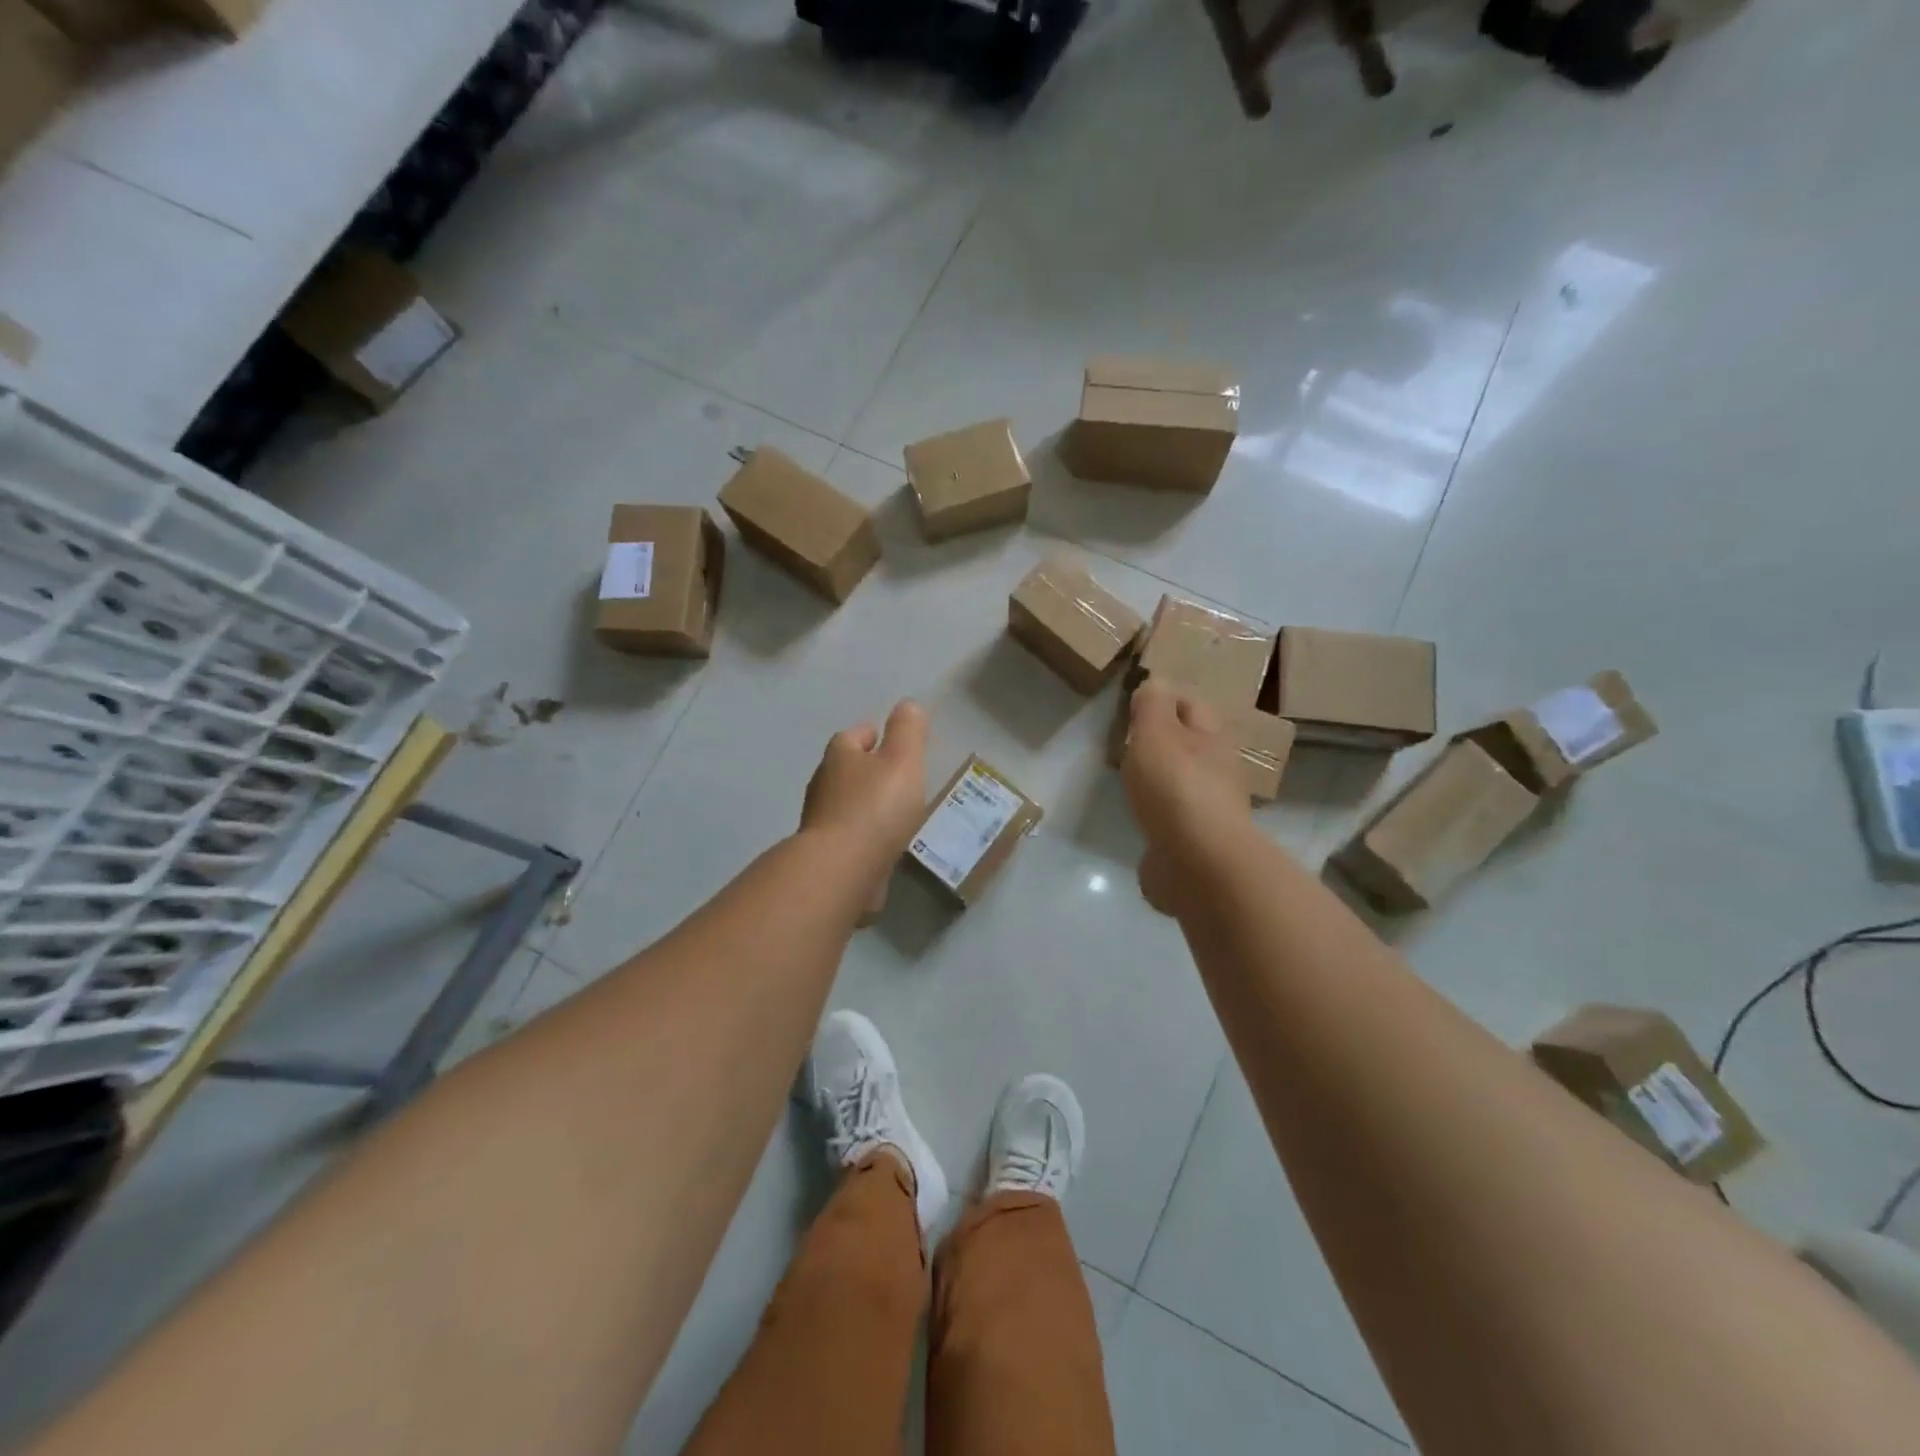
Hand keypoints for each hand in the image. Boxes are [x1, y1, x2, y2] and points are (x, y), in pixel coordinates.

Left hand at [801, 700, 929, 865]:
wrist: (841, 870)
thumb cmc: (875, 808)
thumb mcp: (902, 760)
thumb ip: (908, 731)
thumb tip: (907, 704)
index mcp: (839, 757)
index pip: (852, 736)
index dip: (870, 734)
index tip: (886, 738)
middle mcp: (823, 786)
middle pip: (844, 770)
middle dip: (865, 770)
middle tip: (895, 775)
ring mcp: (821, 823)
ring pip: (845, 805)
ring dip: (864, 805)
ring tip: (894, 812)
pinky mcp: (825, 856)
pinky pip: (848, 838)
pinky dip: (863, 837)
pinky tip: (882, 846)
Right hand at [1121, 680, 1250, 914]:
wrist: (1200, 864)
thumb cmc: (1176, 787)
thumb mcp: (1156, 733)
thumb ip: (1152, 706)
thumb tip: (1155, 684)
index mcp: (1211, 738)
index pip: (1191, 704)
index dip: (1165, 698)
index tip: (1134, 704)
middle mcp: (1218, 770)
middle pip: (1190, 744)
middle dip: (1163, 740)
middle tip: (1127, 742)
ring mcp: (1210, 810)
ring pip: (1183, 782)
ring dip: (1161, 778)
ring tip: (1131, 780)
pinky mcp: (1198, 844)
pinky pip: (1175, 819)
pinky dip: (1160, 815)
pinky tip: (1141, 820)